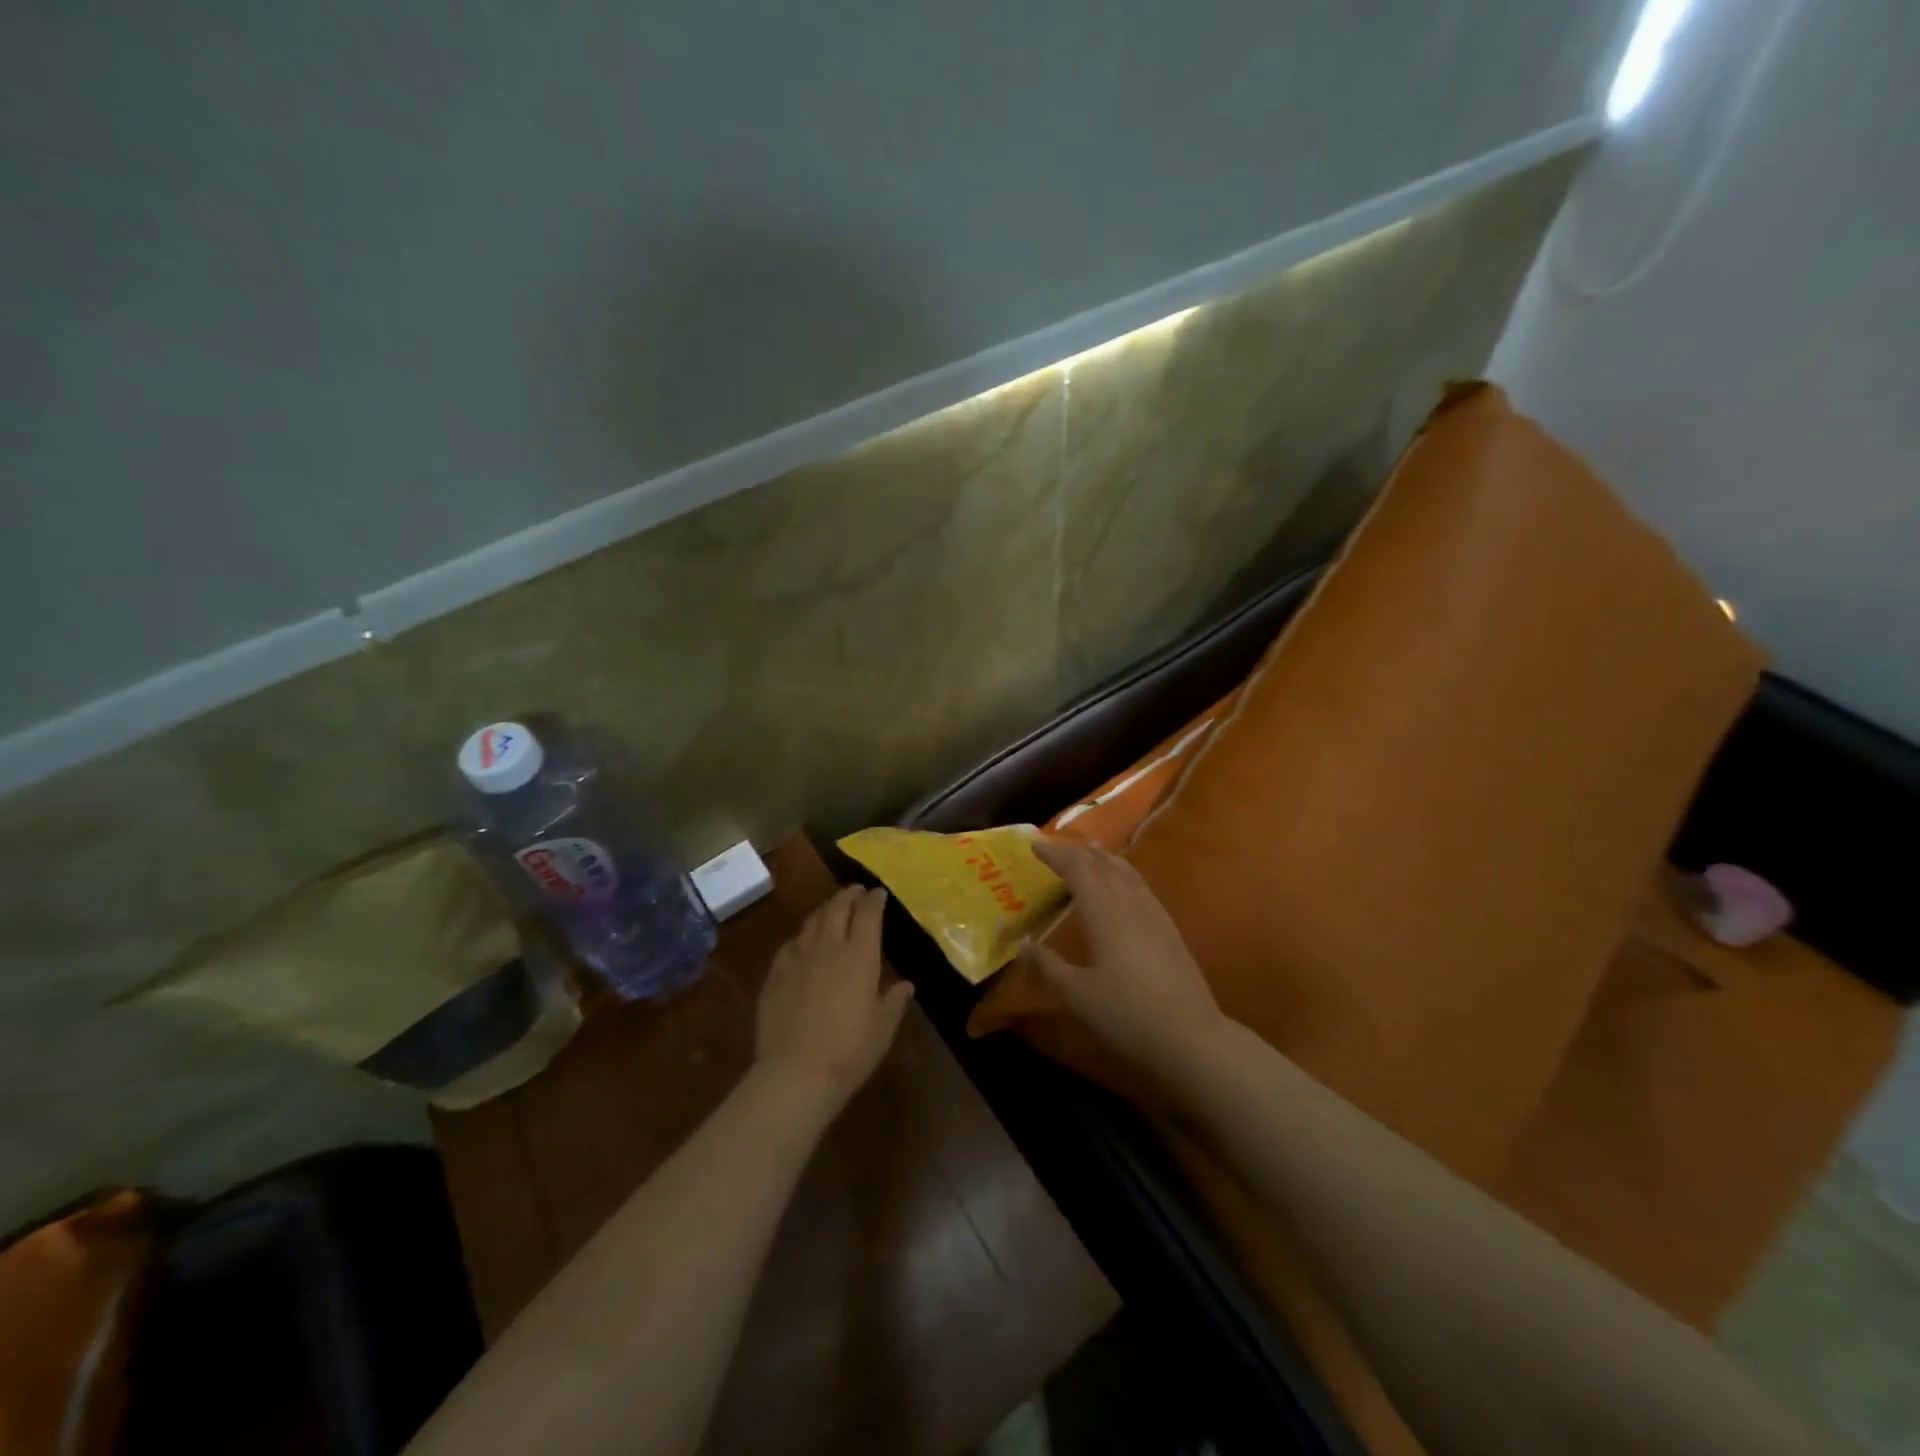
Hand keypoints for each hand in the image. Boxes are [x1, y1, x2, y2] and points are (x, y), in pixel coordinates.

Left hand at [755, 886, 913, 1107]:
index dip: (874, 900)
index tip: (879, 894)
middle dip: (848, 895)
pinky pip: (791, 943)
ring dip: (825, 910)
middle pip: (837, 908)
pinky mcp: (775, 974)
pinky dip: (803, 935)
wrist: (795, 1072)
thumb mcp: (883, 1028)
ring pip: (812, 921)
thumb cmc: (849, 1050)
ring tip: (832, 909)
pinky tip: (803, 942)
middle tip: (856, 891)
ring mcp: (798, 957)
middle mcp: (828, 946)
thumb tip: (905, 985)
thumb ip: (894, 1001)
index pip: (868, 913)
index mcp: (860, 954)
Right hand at [1025, 838, 1225, 1075]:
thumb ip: (1047, 964)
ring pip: (1125, 870)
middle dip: (1076, 851)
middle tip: (1054, 848)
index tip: (1034, 845)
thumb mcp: (1076, 994)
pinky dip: (1121, 872)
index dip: (1055, 854)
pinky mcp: (1168, 926)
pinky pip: (1139, 884)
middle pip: (1102, 862)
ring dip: (1102, 857)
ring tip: (1087, 853)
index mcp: (1104, 911)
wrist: (1190, 1035)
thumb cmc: (1126, 1013)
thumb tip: (1022, 943)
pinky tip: (1120, 885)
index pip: (1077, 868)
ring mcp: (1154, 912)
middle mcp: (1129, 901)